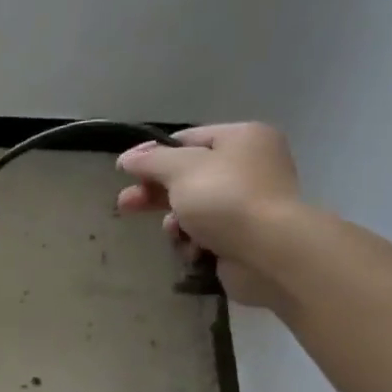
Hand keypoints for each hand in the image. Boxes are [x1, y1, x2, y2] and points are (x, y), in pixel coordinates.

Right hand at [116, 123, 302, 306]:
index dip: (152, 154)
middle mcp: (250, 167)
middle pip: (187, 176)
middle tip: (125, 205)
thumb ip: (150, 161)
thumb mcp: (181, 169)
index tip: (124, 171)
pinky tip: (194, 249)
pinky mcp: (244, 237)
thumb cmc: (225, 199)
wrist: (268, 252)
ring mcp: (248, 205)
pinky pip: (206, 234)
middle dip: (155, 192)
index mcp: (242, 139)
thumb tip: (127, 158)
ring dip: (176, 221)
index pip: (187, 139)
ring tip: (173, 232)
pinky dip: (194, 242)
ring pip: (193, 209)